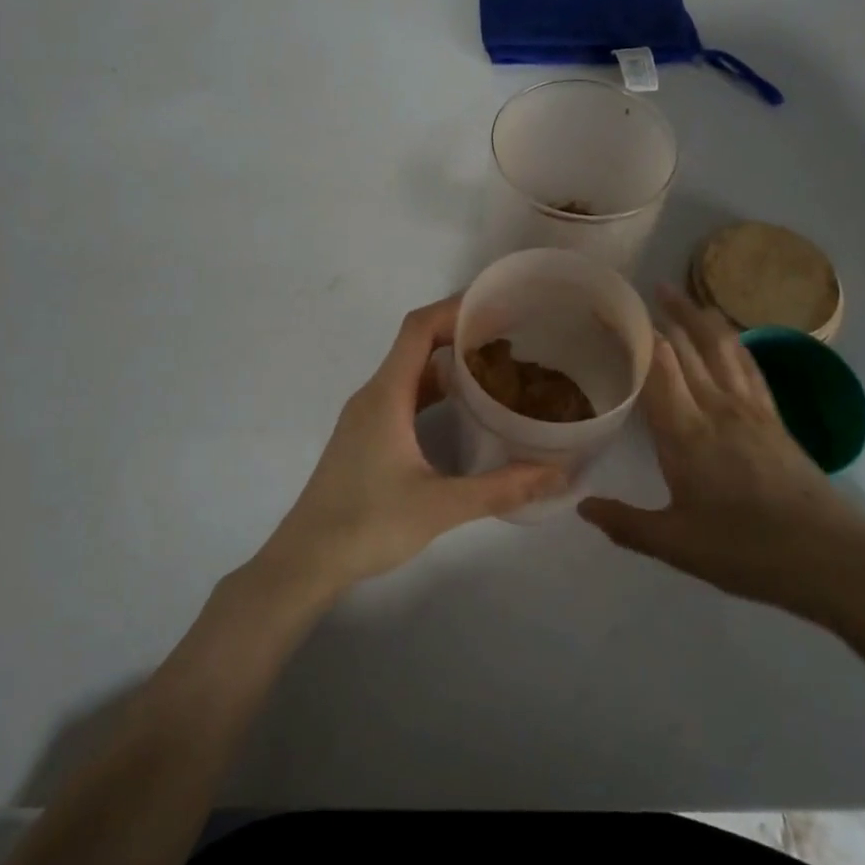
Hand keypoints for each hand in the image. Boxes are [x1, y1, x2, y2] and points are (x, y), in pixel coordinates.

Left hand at [256, 296, 567, 596]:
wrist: (306, 559)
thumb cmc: (368, 524)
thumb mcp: (441, 506)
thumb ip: (501, 489)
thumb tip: (558, 473)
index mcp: (387, 395)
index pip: (418, 328)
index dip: (454, 309)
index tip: (495, 305)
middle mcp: (374, 395)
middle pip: (416, 345)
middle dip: (459, 334)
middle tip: (508, 339)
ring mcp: (366, 416)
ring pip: (411, 374)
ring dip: (448, 366)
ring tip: (495, 371)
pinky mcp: (365, 437)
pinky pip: (404, 397)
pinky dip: (434, 393)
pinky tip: (463, 413)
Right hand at [579, 287, 864, 632]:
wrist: (830, 559)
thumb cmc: (746, 551)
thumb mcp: (676, 545)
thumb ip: (625, 524)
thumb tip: (581, 507)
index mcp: (684, 433)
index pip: (656, 367)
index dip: (635, 334)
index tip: (614, 311)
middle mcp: (715, 408)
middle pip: (687, 346)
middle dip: (664, 313)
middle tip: (642, 287)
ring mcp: (750, 409)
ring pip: (721, 347)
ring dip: (698, 315)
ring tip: (680, 292)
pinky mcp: (775, 418)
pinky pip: (749, 366)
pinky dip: (734, 341)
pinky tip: (728, 335)